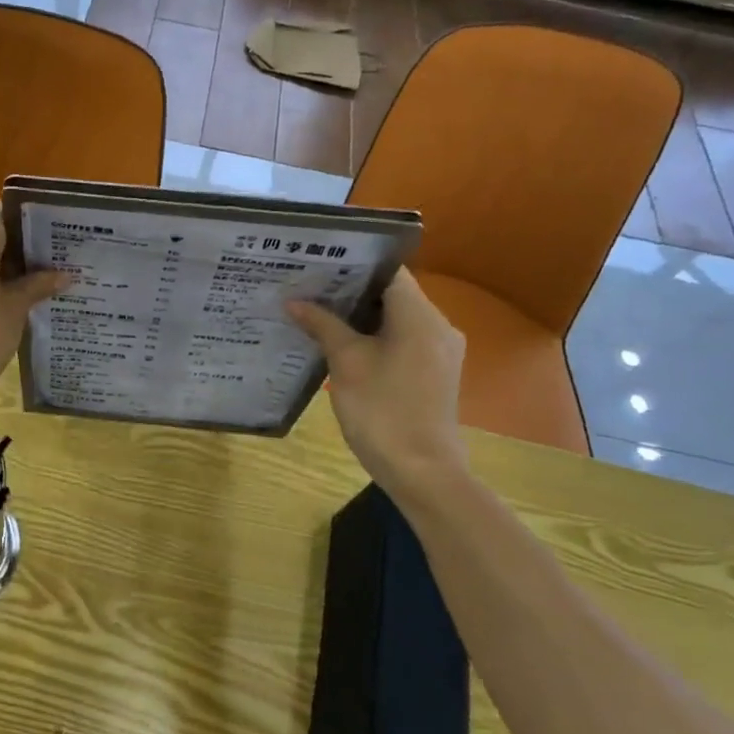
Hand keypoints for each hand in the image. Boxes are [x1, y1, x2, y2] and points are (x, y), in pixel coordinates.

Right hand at [286, 270, 468, 494]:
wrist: (421, 471)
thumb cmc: (382, 410)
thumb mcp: (345, 363)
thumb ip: (323, 325)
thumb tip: (294, 301)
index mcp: (420, 316)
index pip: (389, 272)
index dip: (355, 264)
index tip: (320, 263)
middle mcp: (438, 325)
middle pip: (393, 294)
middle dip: (351, 290)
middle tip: (309, 286)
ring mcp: (439, 351)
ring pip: (397, 318)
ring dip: (361, 314)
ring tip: (318, 311)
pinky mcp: (434, 372)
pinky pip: (403, 339)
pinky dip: (375, 335)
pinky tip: (342, 343)